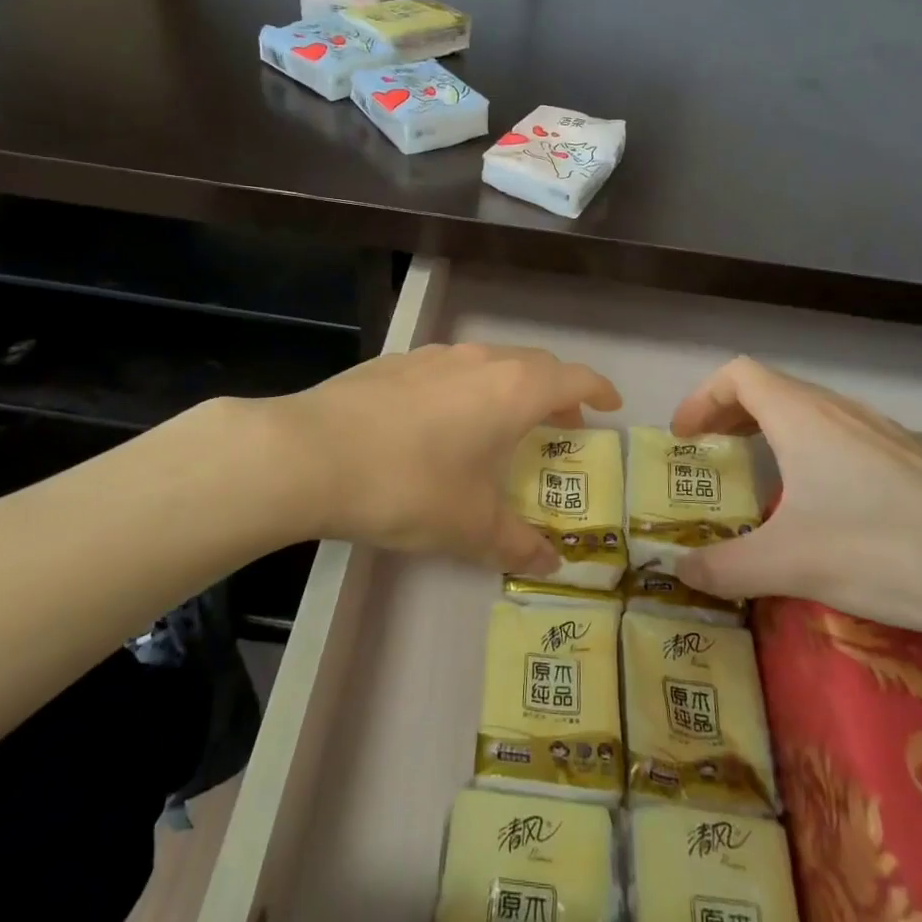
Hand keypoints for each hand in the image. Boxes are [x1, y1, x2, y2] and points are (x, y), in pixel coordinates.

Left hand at [257, 343, 621, 574]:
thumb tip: (551, 564)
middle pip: (535, 365)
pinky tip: (441, 422)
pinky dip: (466, 388)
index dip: (599, 390)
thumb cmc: (409, 486)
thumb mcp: (470, 526)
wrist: (310, 454)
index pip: (574, 378)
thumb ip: (516, 544)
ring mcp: (433, 356)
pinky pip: (448, 369)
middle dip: (556, 392)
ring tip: (502, 423)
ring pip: (489, 363)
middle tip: (561, 423)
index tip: (610, 405)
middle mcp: (479, 361)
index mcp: (513, 390)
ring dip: (509, 388)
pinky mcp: (394, 362)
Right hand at [672, 357, 921, 635]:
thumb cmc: (887, 552)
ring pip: (814, 413)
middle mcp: (843, 411)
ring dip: (775, 433)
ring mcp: (886, 432)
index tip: (684, 438)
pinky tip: (831, 506)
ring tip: (763, 478)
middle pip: (772, 390)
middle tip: (711, 455)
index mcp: (804, 418)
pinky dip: (816, 453)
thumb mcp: (790, 565)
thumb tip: (677, 572)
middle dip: (731, 416)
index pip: (737, 375)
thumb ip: (724, 567)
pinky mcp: (919, 459)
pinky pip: (849, 439)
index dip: (701, 398)